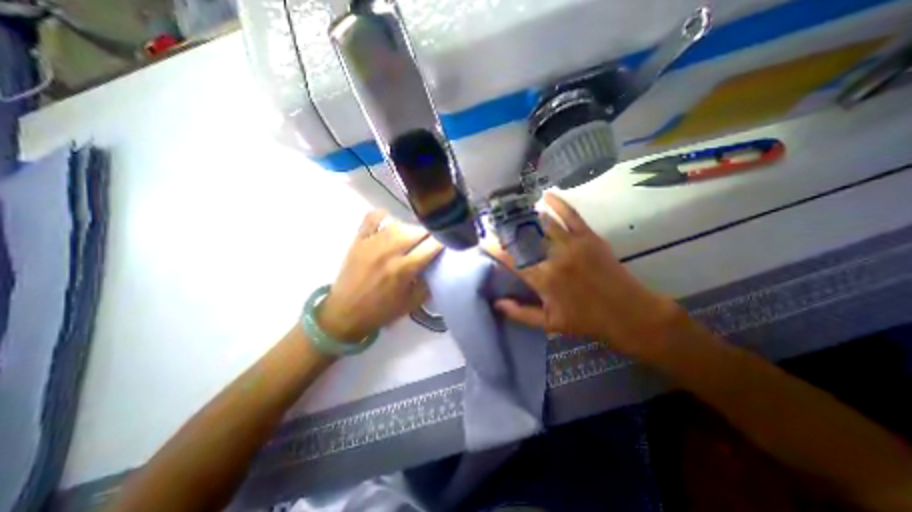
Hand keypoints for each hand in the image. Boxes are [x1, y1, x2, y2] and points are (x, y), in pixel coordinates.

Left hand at [318, 210, 442, 342]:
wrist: (344, 314)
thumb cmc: (381, 311)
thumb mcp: (412, 303)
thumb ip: (428, 283)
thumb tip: (437, 266)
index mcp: (404, 269)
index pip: (431, 246)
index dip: (444, 242)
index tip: (448, 243)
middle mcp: (389, 252)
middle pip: (417, 232)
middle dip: (430, 235)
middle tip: (431, 242)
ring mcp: (372, 244)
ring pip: (398, 225)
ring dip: (410, 229)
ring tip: (413, 237)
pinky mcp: (358, 241)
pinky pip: (371, 219)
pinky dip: (381, 215)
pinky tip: (389, 218)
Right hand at [488, 195, 678, 353]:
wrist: (628, 313)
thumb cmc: (585, 321)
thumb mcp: (548, 324)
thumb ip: (519, 313)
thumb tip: (496, 303)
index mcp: (543, 279)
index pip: (511, 259)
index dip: (494, 249)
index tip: (484, 243)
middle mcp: (554, 257)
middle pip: (524, 238)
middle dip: (507, 230)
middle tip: (496, 227)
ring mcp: (573, 243)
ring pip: (543, 224)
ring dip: (526, 217)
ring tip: (513, 213)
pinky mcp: (589, 237)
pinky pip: (570, 215)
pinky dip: (557, 204)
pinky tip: (545, 196)